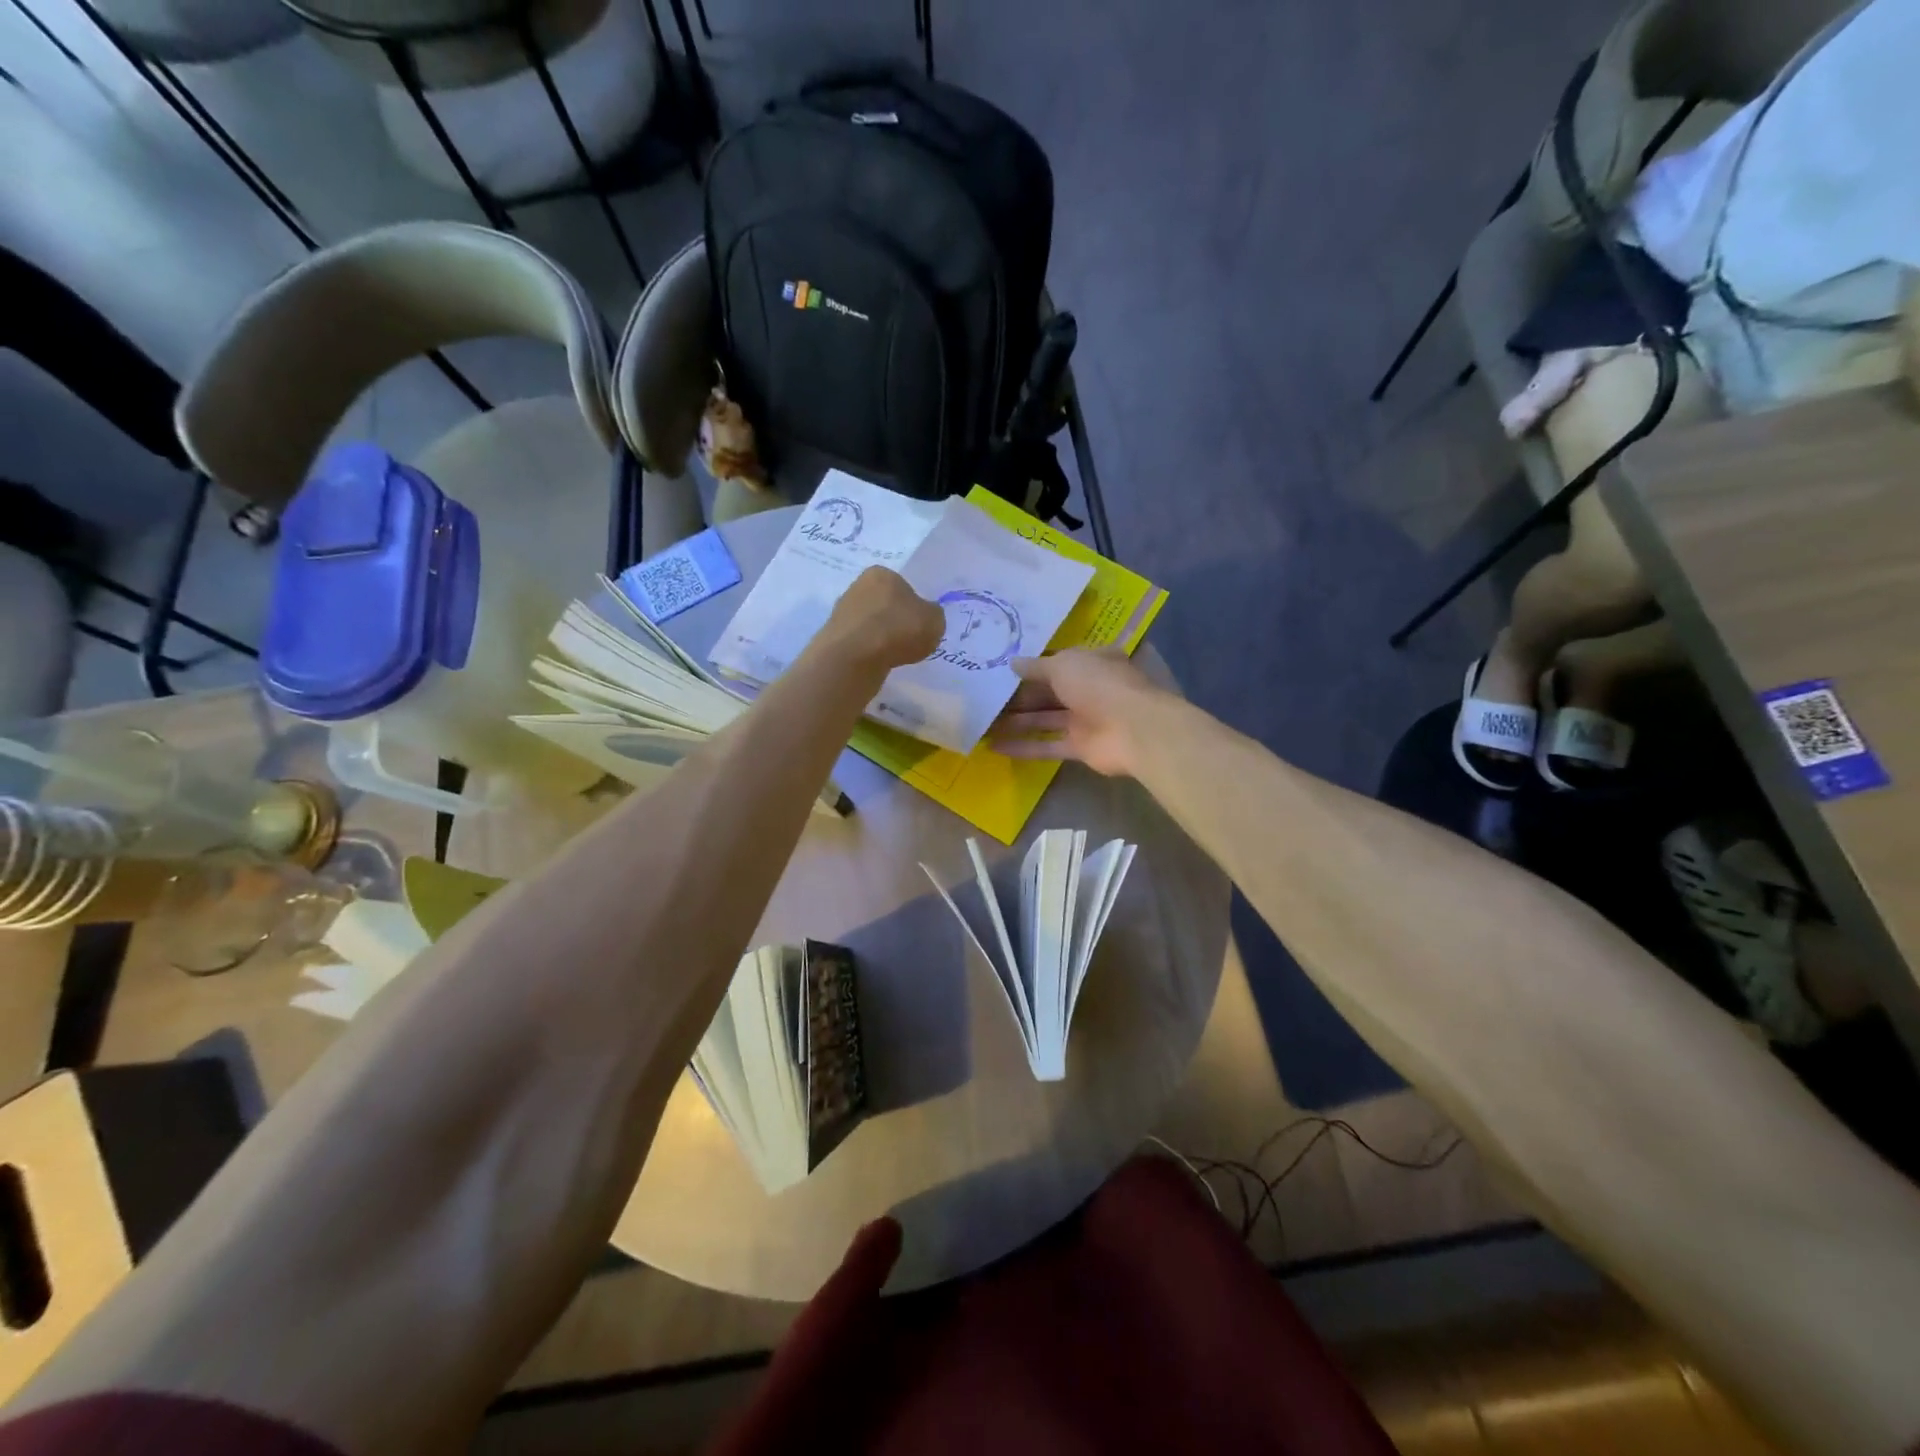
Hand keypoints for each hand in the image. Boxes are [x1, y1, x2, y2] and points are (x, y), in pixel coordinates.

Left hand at [818, 567, 943, 670]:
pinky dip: (868, 651)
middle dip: (895, 621)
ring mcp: (841, 610)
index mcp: (882, 573)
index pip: (903, 587)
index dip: (914, 607)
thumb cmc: (898, 629)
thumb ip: (933, 615)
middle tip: (907, 641)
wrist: (854, 657)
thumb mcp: (935, 621)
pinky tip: (876, 662)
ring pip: (870, 624)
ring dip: (881, 637)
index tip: (919, 626)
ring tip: (892, 655)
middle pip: (884, 604)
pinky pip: (859, 642)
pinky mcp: (832, 635)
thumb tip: (925, 617)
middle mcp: (858, 585)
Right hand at [988, 648, 1167, 777]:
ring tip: (983, 724)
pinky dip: (1024, 746)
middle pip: (1047, 692)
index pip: (1056, 662)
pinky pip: (1048, 745)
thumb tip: (1012, 663)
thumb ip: (1036, 666)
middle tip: (984, 700)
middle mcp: (1088, 689)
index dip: (1030, 667)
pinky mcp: (1081, 747)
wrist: (1133, 729)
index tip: (1000, 671)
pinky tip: (995, 747)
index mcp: (1090, 662)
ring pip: (1045, 719)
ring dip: (1016, 722)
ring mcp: (1085, 719)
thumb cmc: (1099, 685)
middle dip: (1018, 697)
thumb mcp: (1063, 665)